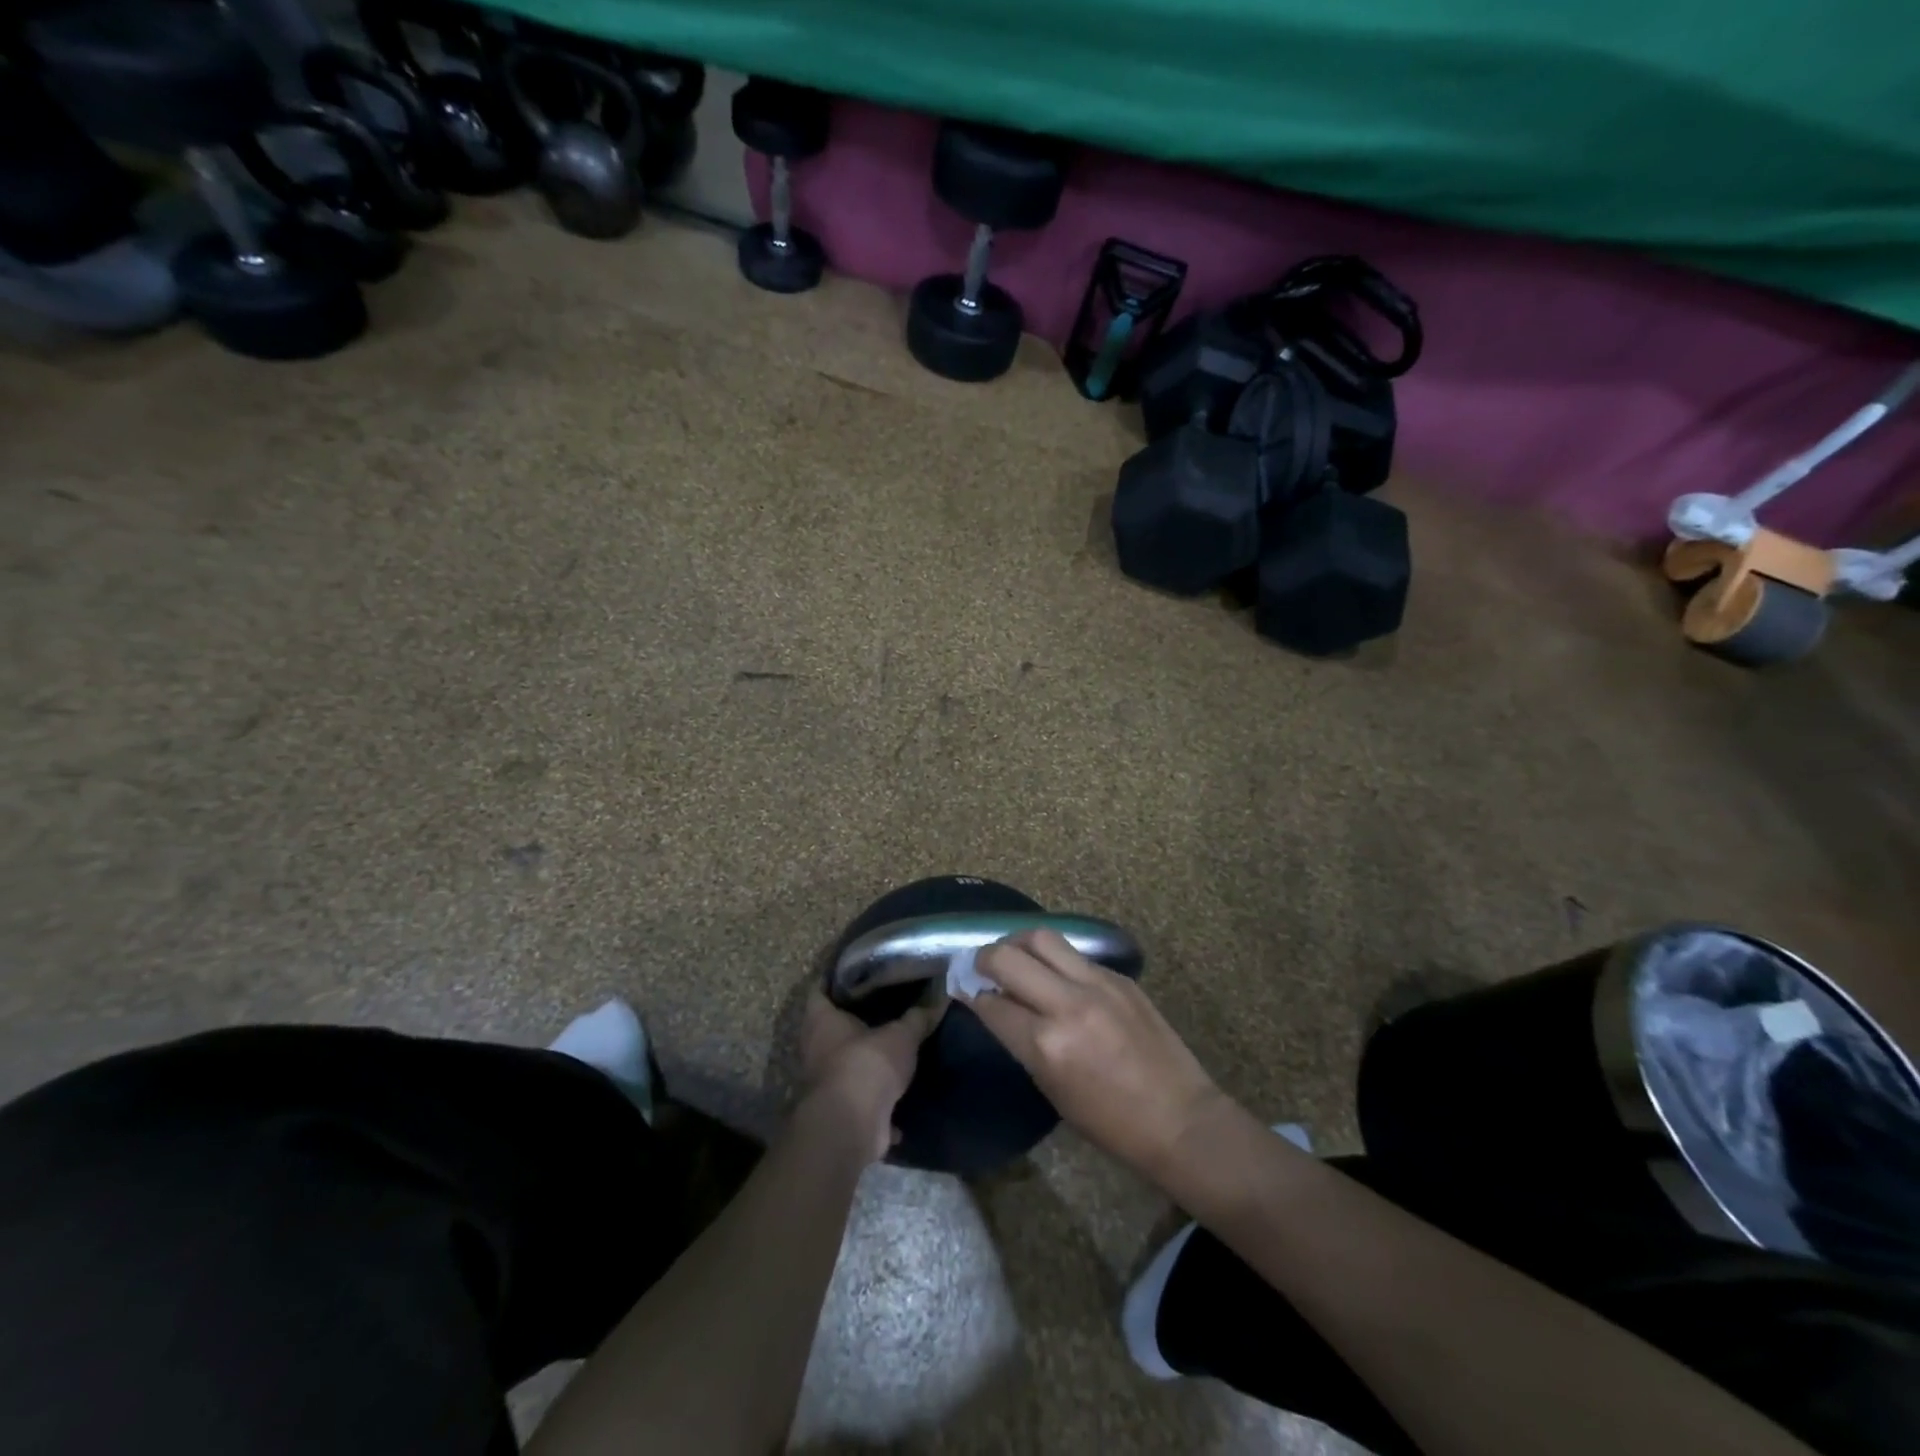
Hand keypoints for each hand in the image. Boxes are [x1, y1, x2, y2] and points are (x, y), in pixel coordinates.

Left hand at [798, 988, 945, 1162]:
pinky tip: (899, 1095)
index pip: (819, 990)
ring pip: (844, 1064)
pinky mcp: (838, 1110)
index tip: (855, 972)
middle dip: (853, 1021)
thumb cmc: (867, 1064)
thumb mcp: (901, 1036)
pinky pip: (859, 1099)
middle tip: (882, 1006)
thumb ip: (918, 1018)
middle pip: (830, 1028)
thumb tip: (939, 997)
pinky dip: (876, 1100)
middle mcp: (815, 1048)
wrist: (852, 1126)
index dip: (833, 980)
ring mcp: (824, 1082)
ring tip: (892, 1046)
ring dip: (863, 1061)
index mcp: (822, 1020)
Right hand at [966, 931, 1226, 1181]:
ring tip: (1015, 956)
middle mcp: (1067, 1004)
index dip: (972, 994)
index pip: (991, 1002)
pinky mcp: (1119, 977)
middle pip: (1008, 955)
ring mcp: (1097, 984)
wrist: (1179, 1118)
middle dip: (985, 957)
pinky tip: (1055, 974)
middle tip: (982, 966)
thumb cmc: (1109, 1122)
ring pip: (1042, 938)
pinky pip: (1075, 954)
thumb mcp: (1051, 1087)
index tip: (964, 989)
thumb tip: (996, 1006)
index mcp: (1045, 1044)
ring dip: (1018, 943)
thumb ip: (1021, 1041)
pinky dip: (1056, 959)